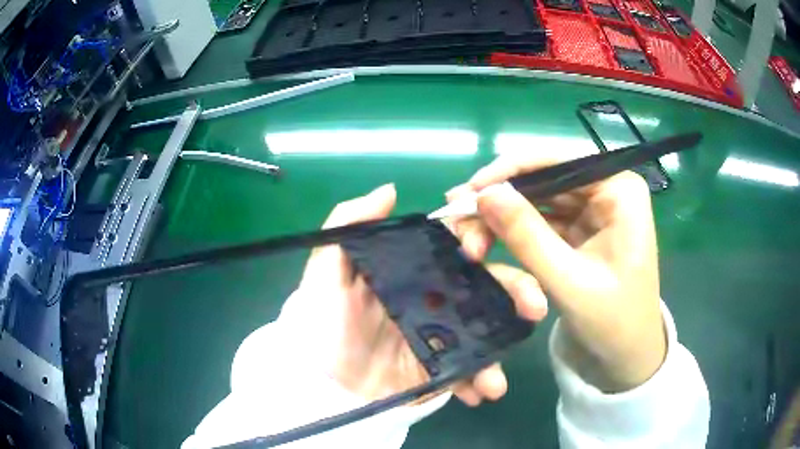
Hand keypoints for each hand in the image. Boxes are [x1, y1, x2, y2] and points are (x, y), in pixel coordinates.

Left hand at [298, 184, 545, 405]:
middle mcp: (433, 301)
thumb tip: (391, 190)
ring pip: (487, 332)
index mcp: (412, 273)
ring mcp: (441, 339)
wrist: (320, 386)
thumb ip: (348, 225)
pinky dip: (480, 381)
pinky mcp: (440, 372)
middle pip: (486, 289)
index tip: (481, 255)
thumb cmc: (320, 325)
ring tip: (499, 377)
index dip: (478, 244)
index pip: (456, 249)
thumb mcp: (325, 272)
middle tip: (533, 309)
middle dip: (516, 294)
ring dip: (502, 350)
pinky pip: (470, 372)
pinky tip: (481, 393)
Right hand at [446, 153, 666, 392]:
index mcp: (619, 190)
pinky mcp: (581, 230)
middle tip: (456, 217)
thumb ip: (527, 235)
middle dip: (500, 199)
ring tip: (466, 236)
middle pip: (544, 179)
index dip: (510, 170)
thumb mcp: (568, 281)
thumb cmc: (612, 322)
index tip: (469, 192)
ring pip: (537, 199)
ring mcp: (593, 210)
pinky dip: (513, 231)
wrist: (626, 356)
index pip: (558, 161)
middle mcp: (606, 190)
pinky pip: (541, 221)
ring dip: (501, 216)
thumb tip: (484, 193)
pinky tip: (486, 239)